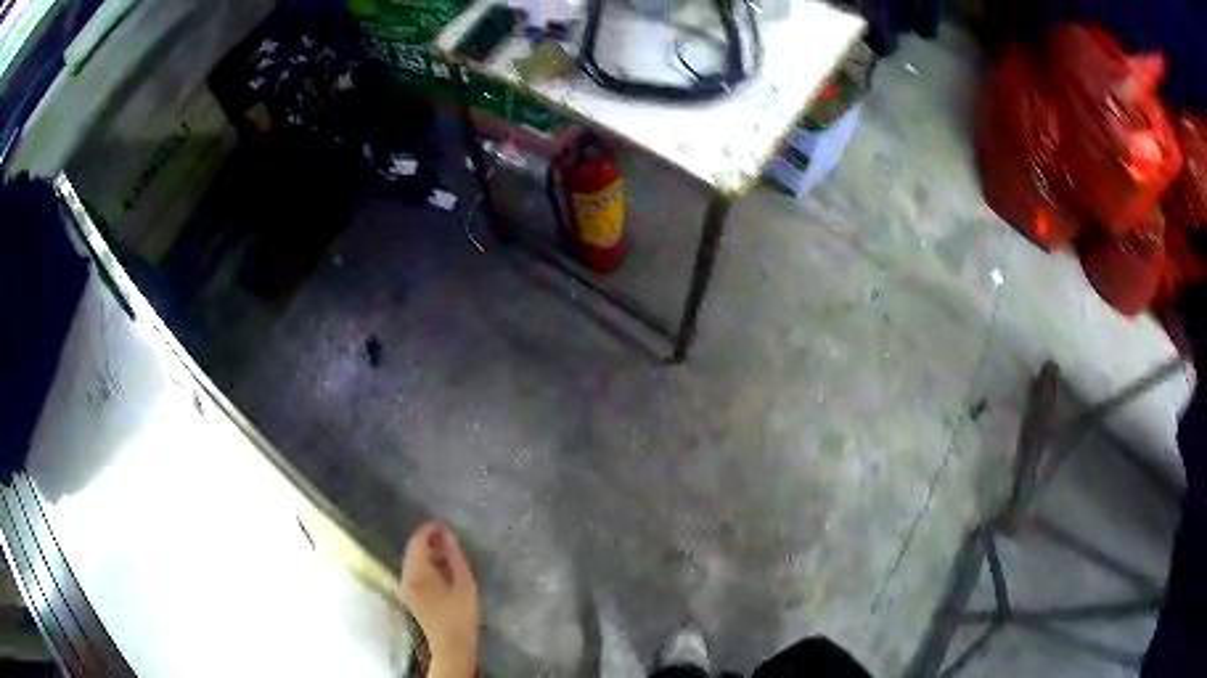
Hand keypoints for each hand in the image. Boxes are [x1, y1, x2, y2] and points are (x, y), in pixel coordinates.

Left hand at [400, 522, 479, 677]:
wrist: (451, 645)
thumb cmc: (460, 614)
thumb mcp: (464, 583)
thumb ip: (454, 556)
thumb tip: (447, 535)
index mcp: (417, 573)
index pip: (417, 542)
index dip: (429, 530)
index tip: (444, 523)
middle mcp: (406, 577)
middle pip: (413, 550)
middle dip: (428, 540)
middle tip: (448, 536)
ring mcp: (406, 587)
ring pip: (413, 561)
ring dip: (427, 553)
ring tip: (448, 551)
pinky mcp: (411, 596)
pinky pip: (414, 572)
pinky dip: (426, 564)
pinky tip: (443, 569)